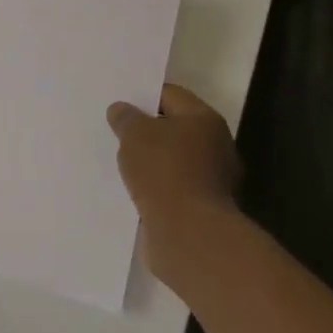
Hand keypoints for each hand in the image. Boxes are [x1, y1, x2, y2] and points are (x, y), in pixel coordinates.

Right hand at [107, 84, 241, 282]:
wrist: (189, 236)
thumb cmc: (165, 172)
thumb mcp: (135, 135)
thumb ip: (126, 118)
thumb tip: (121, 110)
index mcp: (205, 120)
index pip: (171, 95)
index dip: (144, 97)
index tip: (120, 104)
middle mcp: (215, 146)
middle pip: (174, 129)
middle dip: (147, 131)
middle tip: (117, 133)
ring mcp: (212, 181)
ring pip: (173, 162)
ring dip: (151, 164)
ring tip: (122, 164)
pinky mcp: (202, 210)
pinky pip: (173, 190)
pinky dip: (156, 190)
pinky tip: (133, 192)